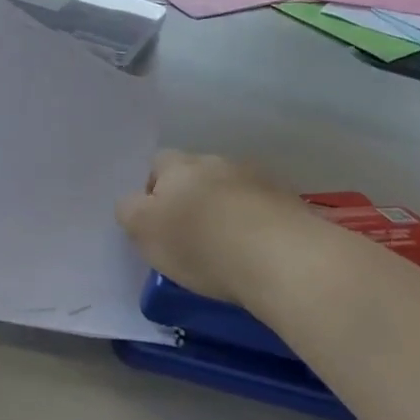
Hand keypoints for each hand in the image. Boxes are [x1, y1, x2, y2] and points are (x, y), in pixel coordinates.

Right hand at [116, 150, 293, 306]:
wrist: (281, 257)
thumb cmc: (200, 243)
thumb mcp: (144, 231)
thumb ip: (130, 211)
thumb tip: (134, 203)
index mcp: (178, 165)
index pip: (157, 164)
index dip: (152, 191)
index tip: (156, 224)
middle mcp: (217, 162)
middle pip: (196, 174)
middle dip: (191, 198)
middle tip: (188, 236)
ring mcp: (258, 179)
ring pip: (230, 189)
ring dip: (225, 209)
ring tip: (226, 246)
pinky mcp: (289, 202)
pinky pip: (261, 209)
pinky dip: (254, 224)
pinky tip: (255, 252)